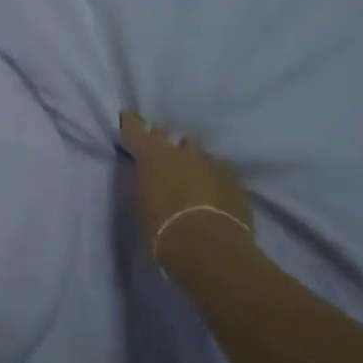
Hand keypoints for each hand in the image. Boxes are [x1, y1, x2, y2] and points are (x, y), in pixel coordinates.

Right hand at [118, 110, 256, 268]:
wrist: (210, 248)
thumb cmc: (164, 230)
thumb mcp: (144, 205)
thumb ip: (147, 184)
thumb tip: (151, 178)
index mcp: (153, 155)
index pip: (137, 129)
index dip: (132, 122)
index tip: (128, 114)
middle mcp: (182, 151)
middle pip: (170, 136)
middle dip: (165, 141)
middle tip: (162, 152)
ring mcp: (211, 163)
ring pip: (198, 153)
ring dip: (192, 160)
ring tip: (190, 175)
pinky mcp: (234, 180)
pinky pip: (218, 171)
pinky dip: (212, 178)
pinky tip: (212, 193)